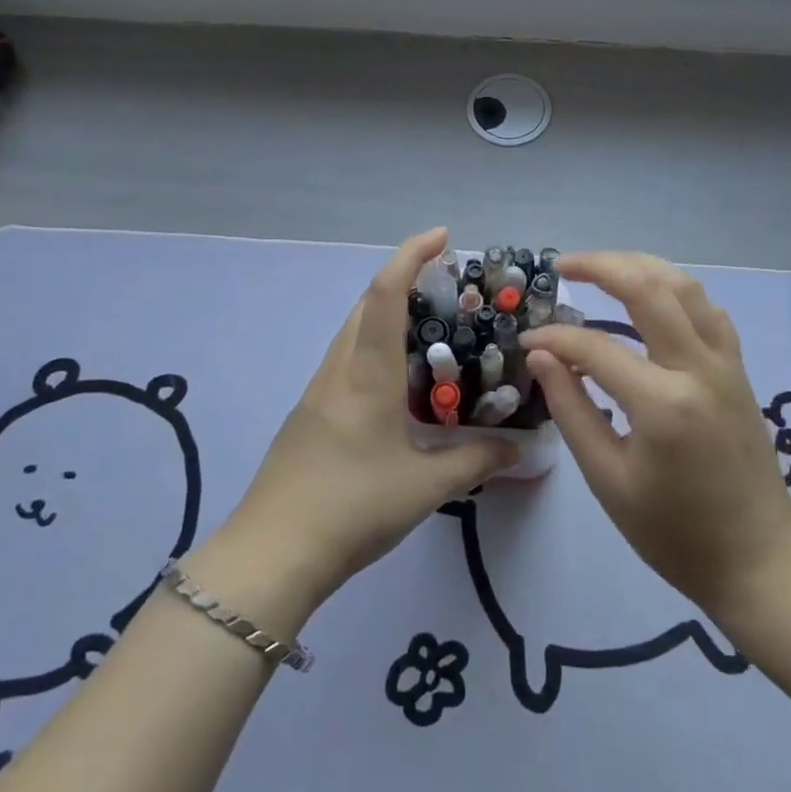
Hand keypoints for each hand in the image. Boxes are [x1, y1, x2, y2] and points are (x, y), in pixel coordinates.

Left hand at [209, 228, 516, 618]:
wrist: (271, 554)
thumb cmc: (351, 508)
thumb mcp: (425, 487)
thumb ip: (475, 460)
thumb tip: (519, 448)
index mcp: (365, 374)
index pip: (385, 294)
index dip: (411, 256)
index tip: (442, 237)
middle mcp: (338, 371)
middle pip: (365, 304)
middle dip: (403, 279)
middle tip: (448, 287)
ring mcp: (318, 392)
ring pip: (353, 332)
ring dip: (386, 314)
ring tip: (431, 330)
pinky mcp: (310, 414)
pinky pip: (346, 361)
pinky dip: (375, 348)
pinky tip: (399, 381)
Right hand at [523, 252, 790, 618]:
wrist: (758, 559)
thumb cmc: (674, 532)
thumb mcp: (608, 480)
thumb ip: (571, 410)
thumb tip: (542, 357)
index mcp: (663, 403)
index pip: (595, 347)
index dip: (554, 339)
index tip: (527, 343)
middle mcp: (699, 368)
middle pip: (649, 287)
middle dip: (601, 266)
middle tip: (563, 265)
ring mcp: (725, 364)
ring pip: (685, 287)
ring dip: (640, 267)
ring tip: (602, 269)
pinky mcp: (738, 370)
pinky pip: (707, 310)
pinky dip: (674, 291)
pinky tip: (651, 300)